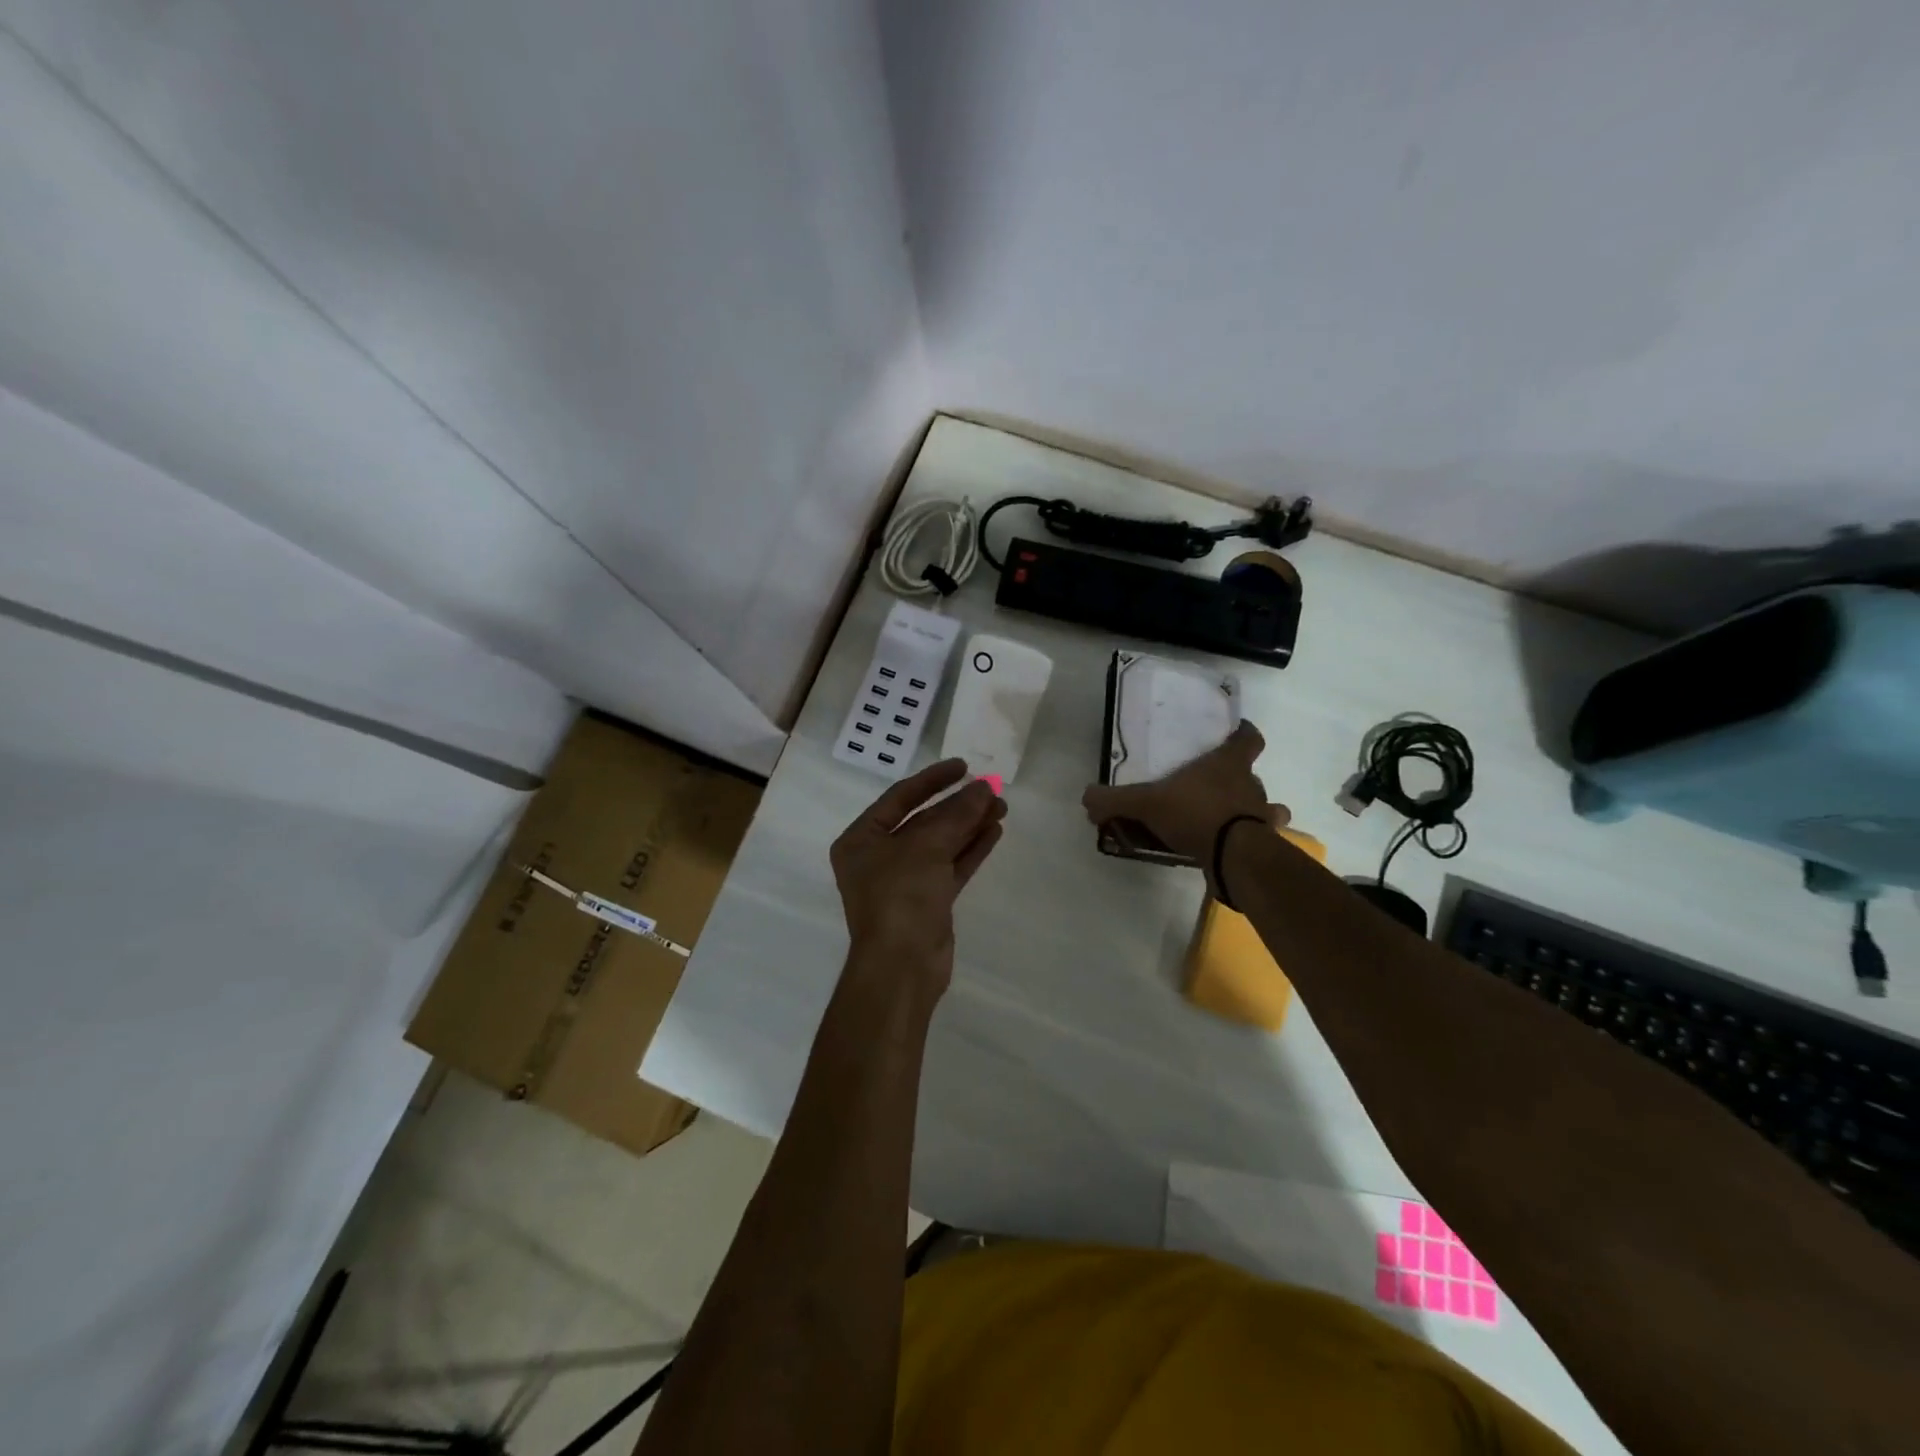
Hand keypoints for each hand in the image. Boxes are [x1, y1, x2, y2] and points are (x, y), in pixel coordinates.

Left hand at [830, 759, 1007, 991]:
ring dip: (970, 825)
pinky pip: (951, 866)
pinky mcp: (929, 901)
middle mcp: (879, 857)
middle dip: (958, 805)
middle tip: (992, 789)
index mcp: (861, 840)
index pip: (899, 798)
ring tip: (1001, 806)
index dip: (932, 780)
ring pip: (942, 844)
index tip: (963, 766)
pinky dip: (971, 849)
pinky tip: (994, 831)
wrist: (902, 966)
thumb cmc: (900, 896)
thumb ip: (956, 814)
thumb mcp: (926, 847)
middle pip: (924, 821)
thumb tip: (983, 787)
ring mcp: (905, 881)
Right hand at [1081, 721, 1286, 877]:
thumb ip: (1116, 800)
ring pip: (1266, 809)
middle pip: (1253, 776)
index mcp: (1229, 764)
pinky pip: (1257, 841)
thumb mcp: (1146, 803)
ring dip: (1253, 813)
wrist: (1233, 856)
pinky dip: (1247, 843)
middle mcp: (1251, 786)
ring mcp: (1261, 818)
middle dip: (1240, 780)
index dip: (1244, 733)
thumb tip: (1087, 798)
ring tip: (1230, 820)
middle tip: (1216, 787)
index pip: (1248, 738)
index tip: (1236, 731)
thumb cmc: (1196, 812)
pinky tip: (1228, 849)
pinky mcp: (1262, 847)